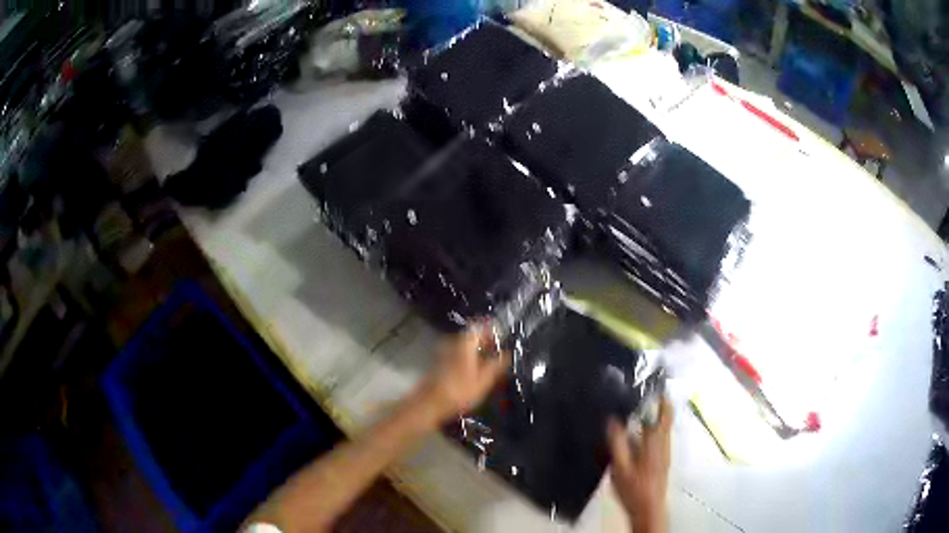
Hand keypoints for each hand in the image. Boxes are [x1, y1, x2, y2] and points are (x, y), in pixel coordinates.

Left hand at [415, 323, 509, 423]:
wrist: (429, 405)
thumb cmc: (459, 392)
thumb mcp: (484, 381)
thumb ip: (496, 365)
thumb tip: (507, 354)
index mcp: (464, 343)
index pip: (481, 328)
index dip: (493, 332)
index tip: (502, 338)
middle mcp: (451, 343)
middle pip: (471, 337)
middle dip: (485, 343)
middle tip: (497, 352)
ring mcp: (442, 352)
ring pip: (463, 347)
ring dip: (475, 352)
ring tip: (487, 364)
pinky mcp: (437, 363)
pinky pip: (456, 355)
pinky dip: (465, 359)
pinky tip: (472, 373)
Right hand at [607, 398, 672, 532]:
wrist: (649, 508)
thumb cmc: (634, 488)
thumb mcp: (620, 467)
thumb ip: (617, 443)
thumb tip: (613, 419)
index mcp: (656, 441)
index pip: (664, 412)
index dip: (661, 396)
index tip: (653, 383)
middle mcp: (664, 443)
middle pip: (666, 418)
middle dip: (658, 403)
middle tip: (643, 393)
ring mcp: (665, 452)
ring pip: (663, 427)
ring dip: (654, 416)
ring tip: (637, 410)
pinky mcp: (663, 460)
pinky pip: (660, 437)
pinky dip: (652, 429)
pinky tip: (637, 434)